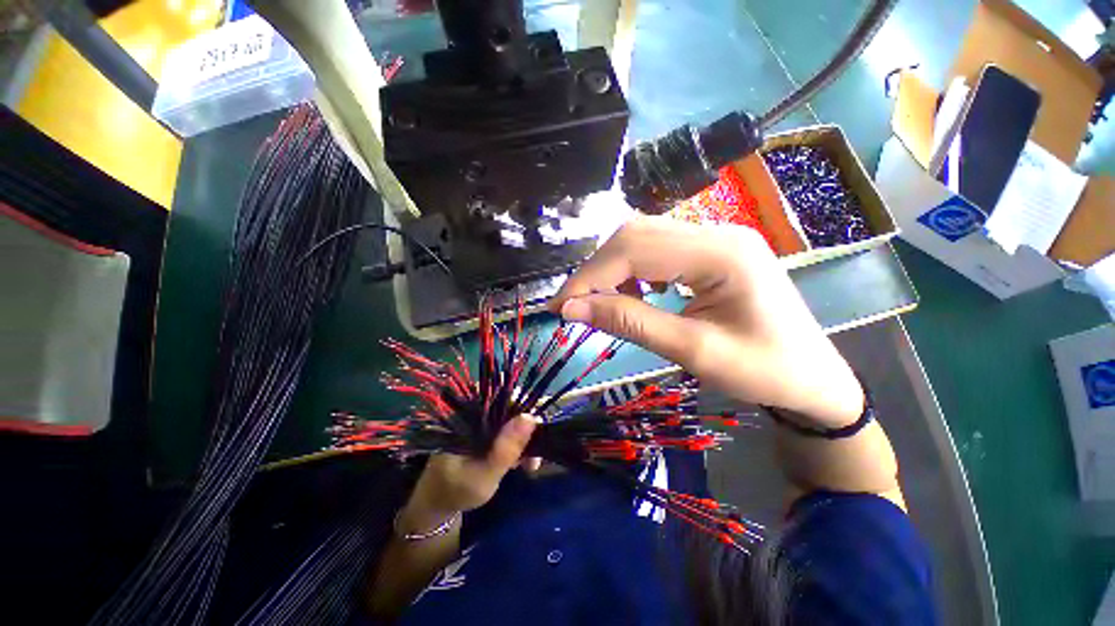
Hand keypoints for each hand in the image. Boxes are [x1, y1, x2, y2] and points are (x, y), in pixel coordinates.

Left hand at [397, 416, 536, 533]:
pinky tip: (524, 462)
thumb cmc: (456, 491)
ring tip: (531, 464)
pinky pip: (507, 430)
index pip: (500, 395)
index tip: (538, 427)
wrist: (438, 505)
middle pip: (509, 406)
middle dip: (527, 428)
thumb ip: (506, 449)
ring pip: (511, 419)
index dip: (523, 405)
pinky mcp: (485, 432)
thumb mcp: (484, 475)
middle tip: (536, 454)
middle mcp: (475, 411)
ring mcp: (480, 422)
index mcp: (468, 414)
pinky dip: (518, 444)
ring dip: (525, 438)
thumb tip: (532, 417)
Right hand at [550, 217, 863, 427]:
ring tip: (598, 303)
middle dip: (595, 270)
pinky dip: (630, 271)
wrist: (812, 376)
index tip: (561, 307)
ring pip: (641, 238)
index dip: (589, 276)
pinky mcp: (710, 250)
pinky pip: (656, 249)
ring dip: (610, 269)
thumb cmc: (763, 371)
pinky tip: (630, 295)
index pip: (634, 249)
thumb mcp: (693, 352)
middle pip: (634, 234)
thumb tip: (572, 309)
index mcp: (721, 254)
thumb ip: (630, 323)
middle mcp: (716, 232)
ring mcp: (714, 237)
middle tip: (573, 306)